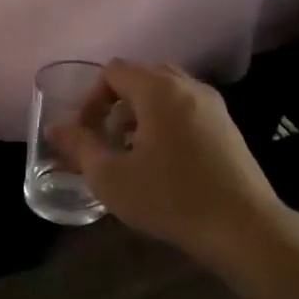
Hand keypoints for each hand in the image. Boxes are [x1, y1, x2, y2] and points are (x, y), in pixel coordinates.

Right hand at [48, 60, 288, 269]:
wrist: (243, 227)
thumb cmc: (170, 198)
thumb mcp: (111, 177)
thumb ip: (80, 146)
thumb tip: (55, 128)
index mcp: (159, 90)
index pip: (113, 71)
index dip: (91, 99)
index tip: (86, 134)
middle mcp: (188, 86)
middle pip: (141, 77)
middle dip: (116, 105)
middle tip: (108, 141)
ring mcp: (213, 105)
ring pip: (166, 94)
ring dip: (141, 114)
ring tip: (133, 154)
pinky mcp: (227, 127)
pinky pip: (186, 109)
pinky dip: (166, 123)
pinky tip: (164, 163)